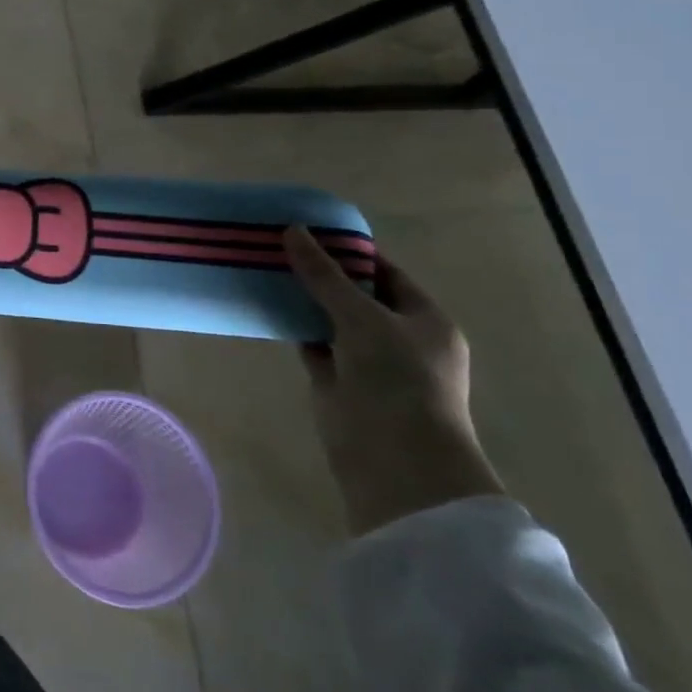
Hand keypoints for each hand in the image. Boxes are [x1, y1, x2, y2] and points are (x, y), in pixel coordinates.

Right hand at [284, 226, 505, 537]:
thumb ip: (325, 275)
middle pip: (356, 295)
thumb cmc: (397, 379)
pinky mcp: (339, 383)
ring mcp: (368, 363)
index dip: (351, 251)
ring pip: (332, 320)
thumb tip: (293, 231)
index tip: (312, 230)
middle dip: (322, 273)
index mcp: (424, 320)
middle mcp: (400, 339)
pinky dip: (294, 327)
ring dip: (305, 299)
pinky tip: (267, 305)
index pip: (386, 273)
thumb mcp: (362, 317)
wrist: (394, 461)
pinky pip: (314, 345)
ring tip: (267, 266)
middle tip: (280, 244)